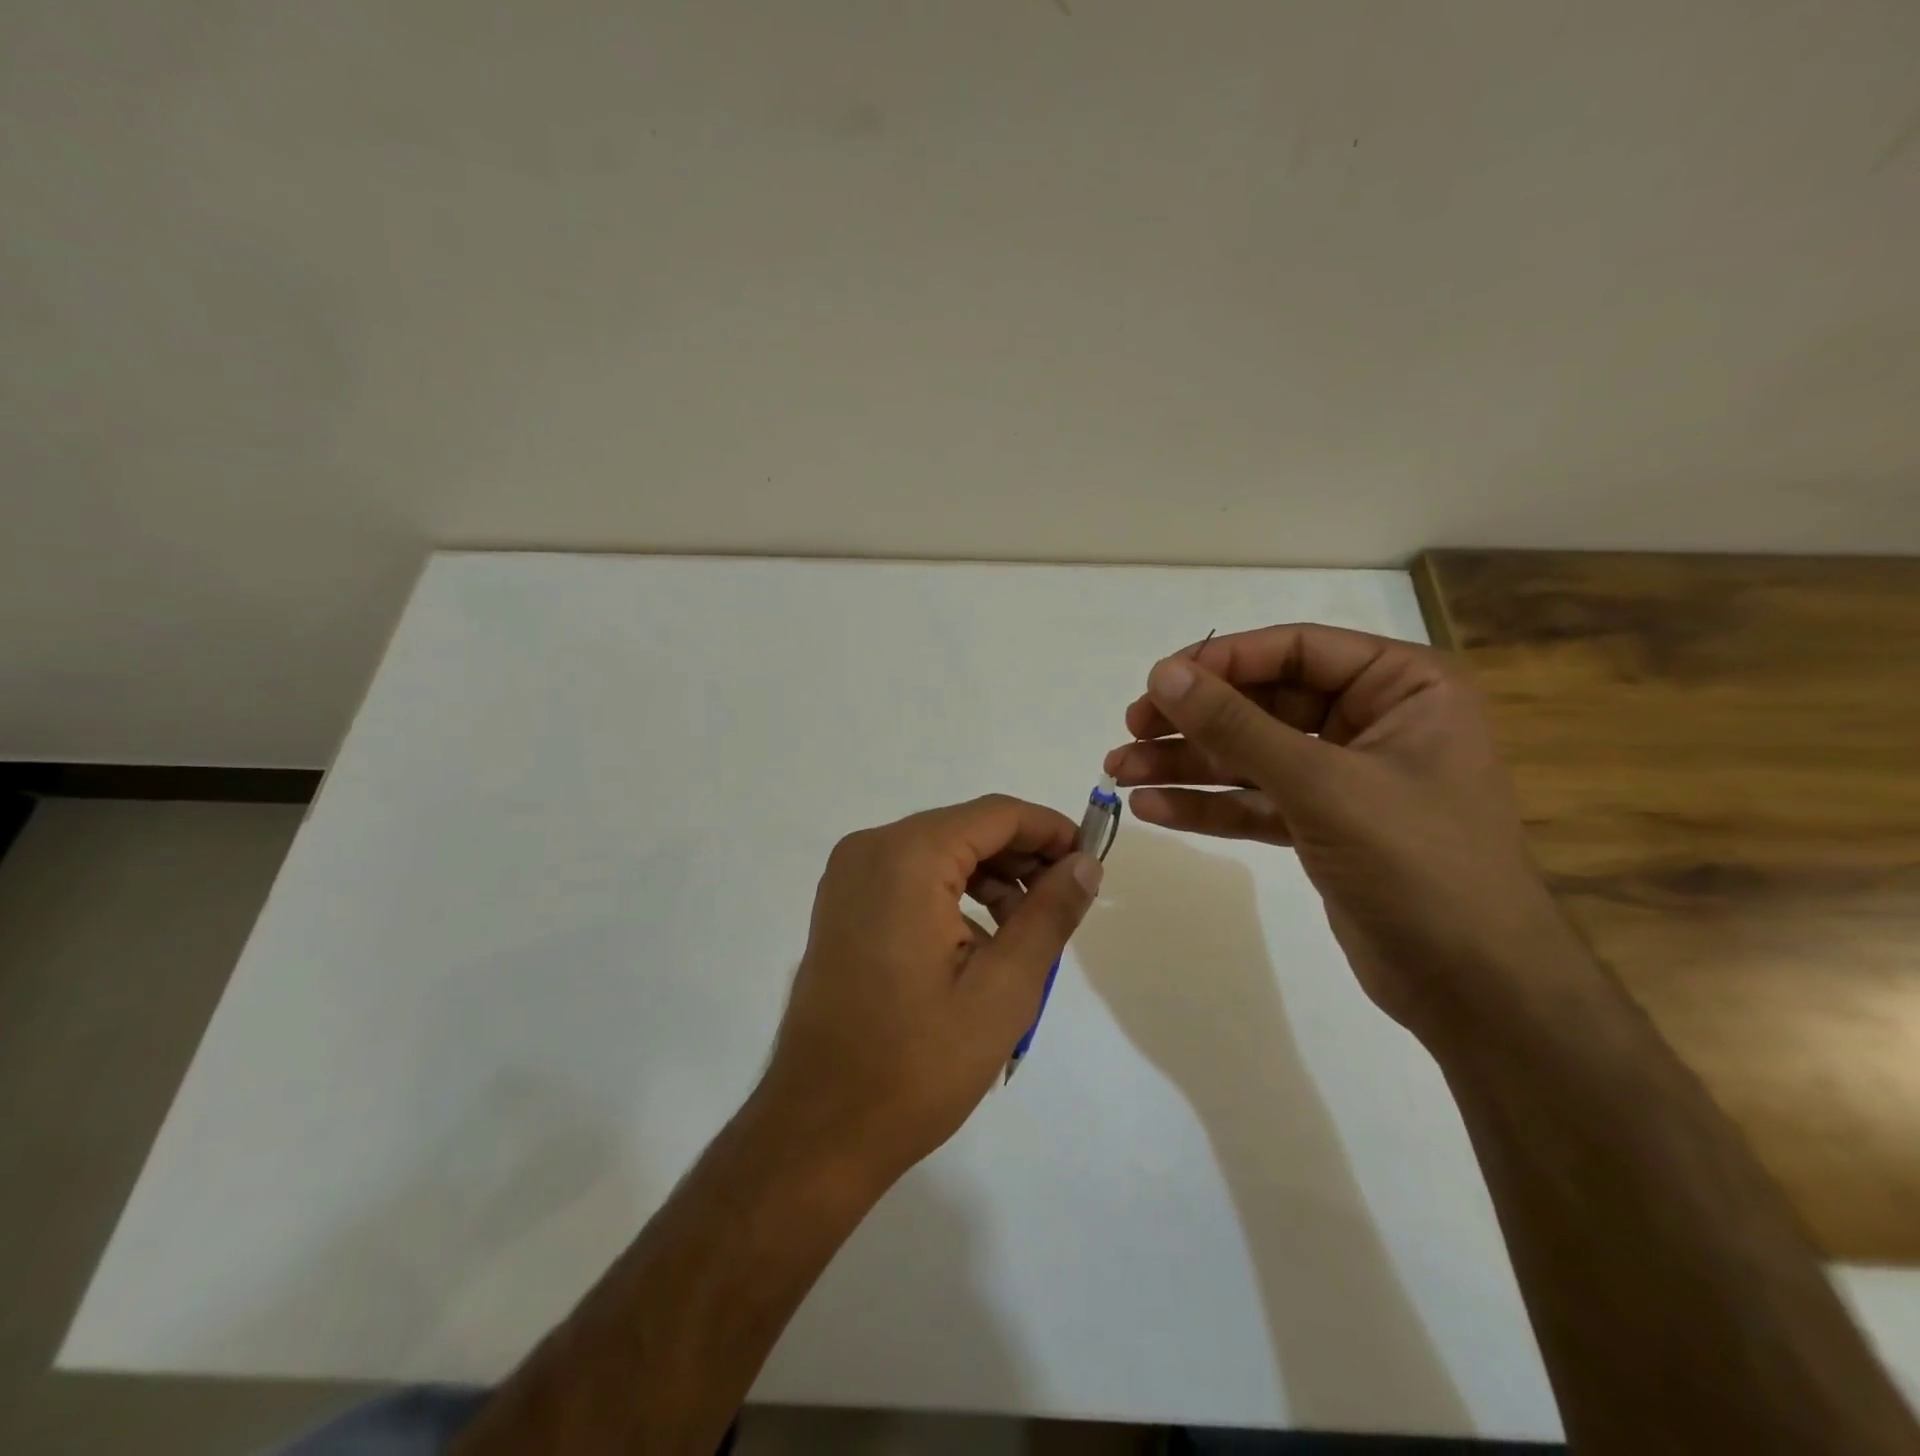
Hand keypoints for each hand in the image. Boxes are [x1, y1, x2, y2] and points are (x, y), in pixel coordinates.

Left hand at [760, 796, 1102, 1185]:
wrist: (820, 1127)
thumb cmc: (918, 1062)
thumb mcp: (1004, 988)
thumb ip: (1050, 913)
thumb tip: (1085, 863)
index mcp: (907, 857)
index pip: (996, 814)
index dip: (1050, 829)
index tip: (1091, 860)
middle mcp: (870, 849)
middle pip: (965, 829)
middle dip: (1021, 857)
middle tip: (1065, 901)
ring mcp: (847, 877)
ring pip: (938, 852)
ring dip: (988, 878)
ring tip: (1025, 931)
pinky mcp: (841, 906)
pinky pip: (909, 877)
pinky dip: (952, 894)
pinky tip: (978, 944)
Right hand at [1104, 624, 1575, 1037]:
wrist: (1474, 988)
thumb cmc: (1419, 865)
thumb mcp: (1322, 785)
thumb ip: (1238, 726)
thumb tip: (1163, 674)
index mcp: (1402, 687)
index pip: (1296, 651)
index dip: (1221, 662)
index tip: (1156, 683)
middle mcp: (1374, 722)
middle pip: (1264, 703)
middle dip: (1193, 721)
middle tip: (1129, 732)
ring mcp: (1345, 777)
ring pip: (1251, 755)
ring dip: (1186, 764)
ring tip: (1119, 773)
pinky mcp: (1322, 825)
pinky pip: (1255, 801)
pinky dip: (1207, 805)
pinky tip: (1152, 809)